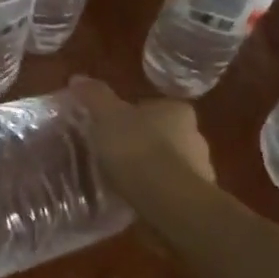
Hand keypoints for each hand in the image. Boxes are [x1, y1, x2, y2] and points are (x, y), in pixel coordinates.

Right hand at [70, 77, 215, 188]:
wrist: (167, 199)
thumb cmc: (138, 148)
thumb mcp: (107, 116)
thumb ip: (95, 96)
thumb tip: (77, 78)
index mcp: (177, 111)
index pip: (154, 107)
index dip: (132, 116)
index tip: (112, 129)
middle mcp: (196, 136)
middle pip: (163, 135)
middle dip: (142, 143)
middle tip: (114, 153)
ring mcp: (200, 169)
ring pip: (170, 164)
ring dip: (151, 170)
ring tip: (122, 180)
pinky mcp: (197, 199)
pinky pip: (170, 190)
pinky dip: (156, 192)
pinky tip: (135, 199)